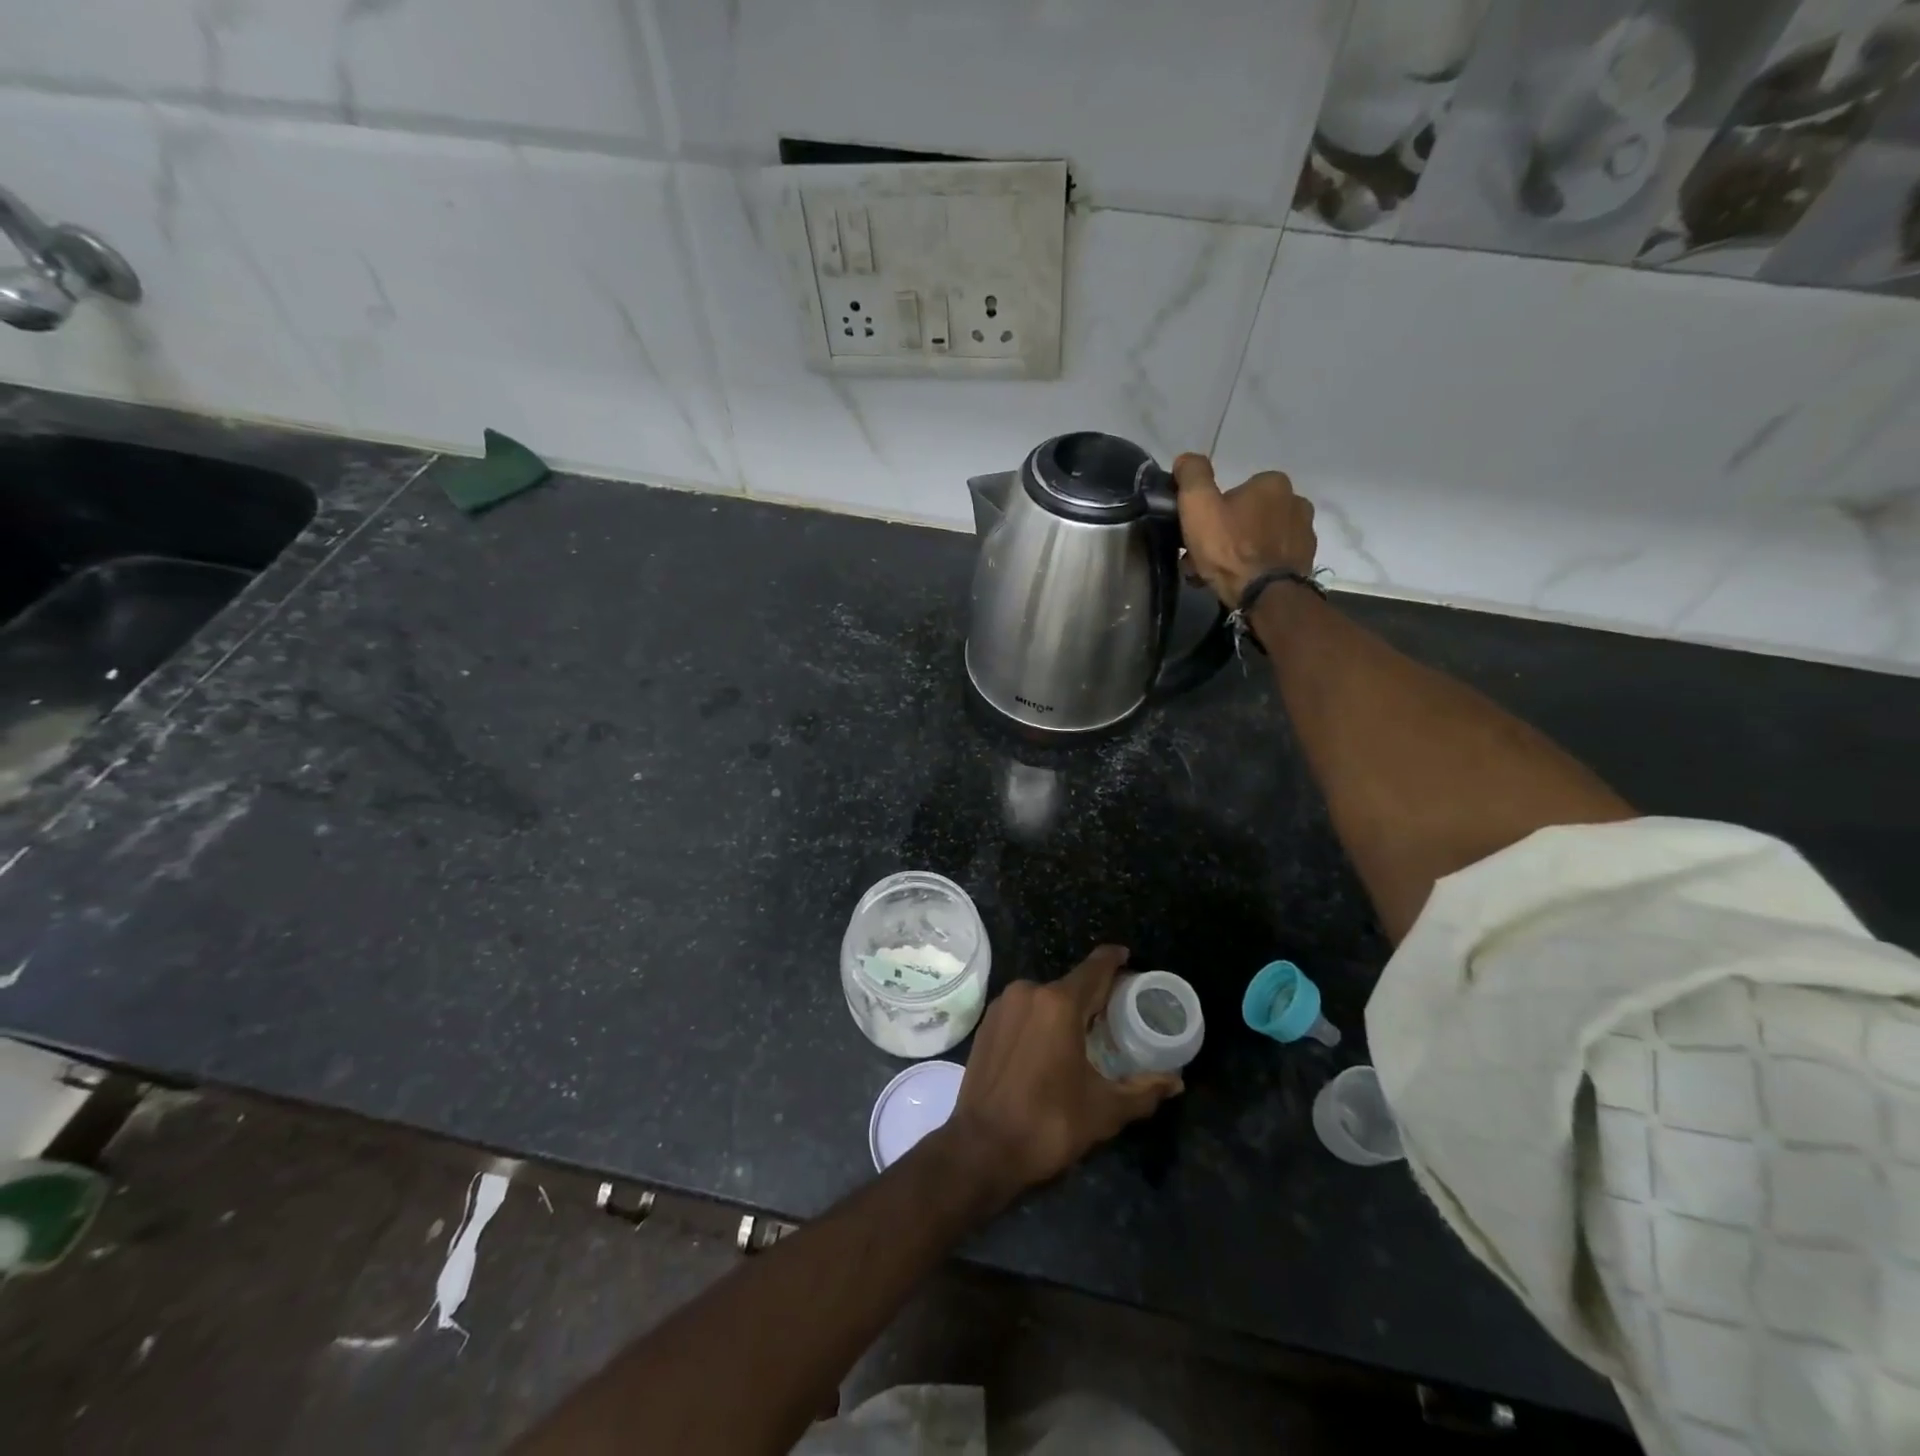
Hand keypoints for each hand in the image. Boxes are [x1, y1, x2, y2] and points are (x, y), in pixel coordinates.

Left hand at [942, 946, 1181, 1197]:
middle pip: (1071, 984)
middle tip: (1117, 1013)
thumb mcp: (1104, 1110)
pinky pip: (1024, 1010)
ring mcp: (1003, 1006)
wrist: (981, 1148)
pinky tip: (1052, 1045)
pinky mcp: (987, 1023)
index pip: (1095, 968)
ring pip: (1045, 998)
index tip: (1129, 958)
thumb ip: (1142, 1090)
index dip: (1114, 960)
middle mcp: (1028, 992)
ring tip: (1087, 1033)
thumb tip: (1175, 1080)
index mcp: (1059, 1003)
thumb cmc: (1047, 1124)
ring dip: (1066, 1009)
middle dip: (1095, 995)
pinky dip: (1042, 1019)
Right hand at [1172, 453, 1316, 605]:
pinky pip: (1272, 558)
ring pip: (1259, 538)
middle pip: (1246, 516)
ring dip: (1239, 552)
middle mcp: (1296, 501)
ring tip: (1219, 575)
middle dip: (1224, 534)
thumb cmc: (1229, 547)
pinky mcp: (1306, 559)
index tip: (1198, 535)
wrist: (1265, 595)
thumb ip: (1192, 475)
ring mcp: (1304, 532)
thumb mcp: (1199, 505)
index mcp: (1272, 483)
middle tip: (1204, 558)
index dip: (1212, 514)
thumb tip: (1186, 460)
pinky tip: (1241, 581)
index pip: (1234, 493)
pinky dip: (1256, 566)